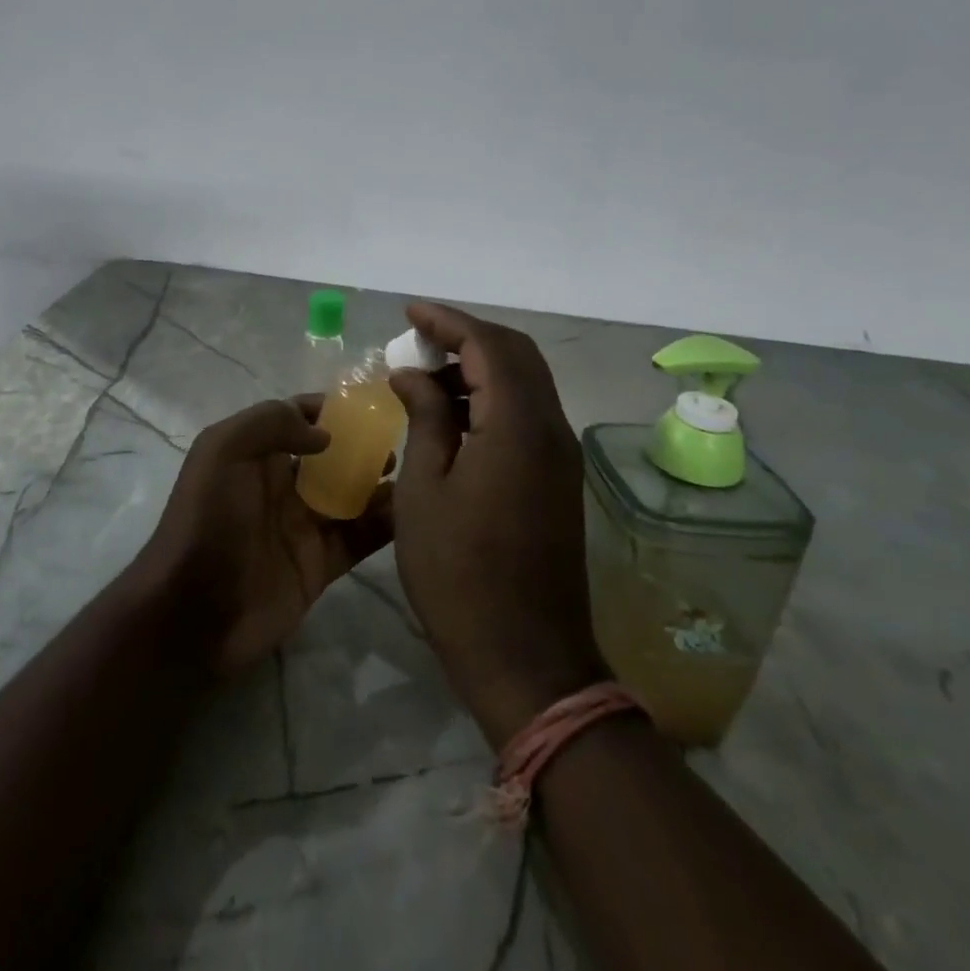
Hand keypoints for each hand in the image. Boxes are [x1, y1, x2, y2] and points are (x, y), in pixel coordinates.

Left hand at [132, 397, 393, 677]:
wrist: (194, 613)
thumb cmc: (207, 522)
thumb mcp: (223, 451)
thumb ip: (270, 423)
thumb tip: (325, 434)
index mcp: (255, 455)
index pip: (298, 418)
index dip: (330, 409)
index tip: (371, 404)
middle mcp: (281, 486)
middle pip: (331, 457)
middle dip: (363, 446)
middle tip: (398, 443)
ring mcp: (302, 527)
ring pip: (350, 496)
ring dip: (380, 484)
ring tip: (412, 474)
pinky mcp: (320, 566)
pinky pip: (359, 539)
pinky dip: (385, 525)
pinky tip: (411, 512)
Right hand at [386, 303, 606, 747]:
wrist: (526, 657)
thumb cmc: (459, 573)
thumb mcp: (424, 489)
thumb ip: (426, 417)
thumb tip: (414, 374)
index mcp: (519, 426)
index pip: (487, 345)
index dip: (447, 321)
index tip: (409, 313)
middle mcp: (551, 428)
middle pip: (516, 355)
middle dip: (466, 337)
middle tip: (417, 341)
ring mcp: (560, 455)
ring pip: (525, 383)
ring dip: (481, 367)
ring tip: (428, 374)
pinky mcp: (558, 479)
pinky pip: (528, 414)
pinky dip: (493, 398)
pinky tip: (454, 415)